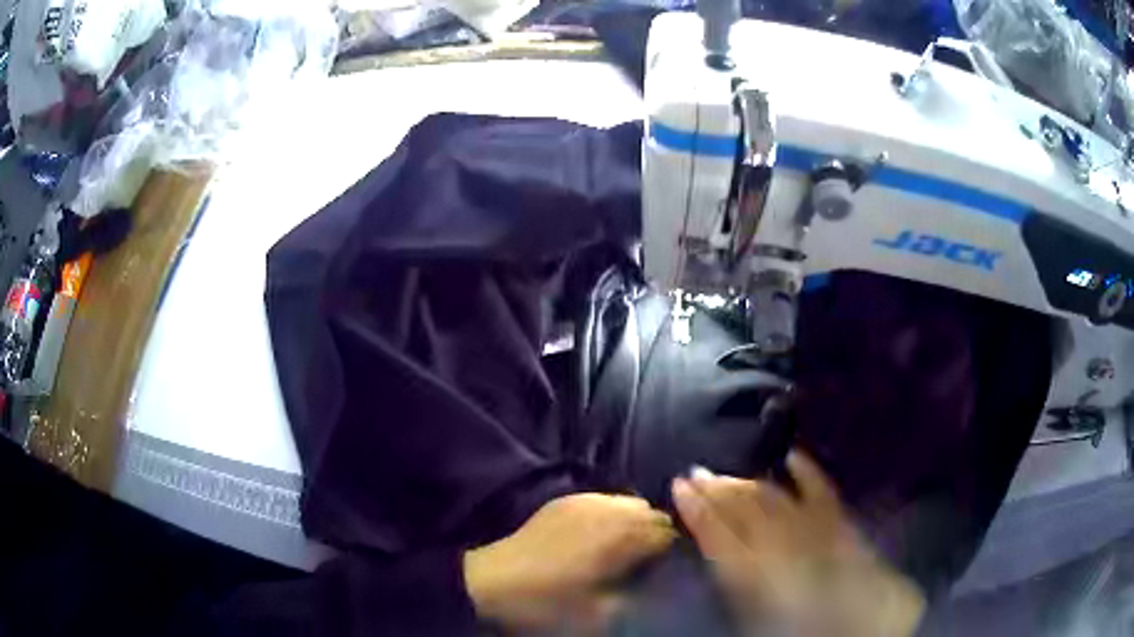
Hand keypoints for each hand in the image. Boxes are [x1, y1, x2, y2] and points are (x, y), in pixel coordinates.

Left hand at [464, 493, 675, 632]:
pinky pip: (603, 499)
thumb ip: (634, 597)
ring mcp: (585, 501)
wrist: (494, 581)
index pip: (668, 533)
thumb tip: (652, 584)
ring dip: (634, 520)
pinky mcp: (565, 500)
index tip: (664, 566)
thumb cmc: (548, 602)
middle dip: (655, 533)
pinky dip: (611, 513)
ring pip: (630, 501)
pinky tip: (598, 532)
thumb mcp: (599, 614)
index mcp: (621, 538)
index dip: (670, 551)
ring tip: (622, 544)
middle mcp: (608, 512)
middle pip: (653, 513)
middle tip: (644, 558)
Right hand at [672, 450, 924, 636]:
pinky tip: (792, 456)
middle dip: (717, 490)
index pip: (719, 535)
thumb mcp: (756, 614)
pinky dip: (807, 471)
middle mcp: (785, 544)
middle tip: (695, 472)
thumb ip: (736, 582)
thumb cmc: (801, 626)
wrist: (863, 623)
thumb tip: (717, 553)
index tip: (678, 486)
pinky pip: (821, 490)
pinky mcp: (840, 520)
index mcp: (759, 572)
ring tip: (725, 471)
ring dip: (748, 482)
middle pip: (745, 510)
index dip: (697, 510)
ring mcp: (815, 527)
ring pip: (775, 497)